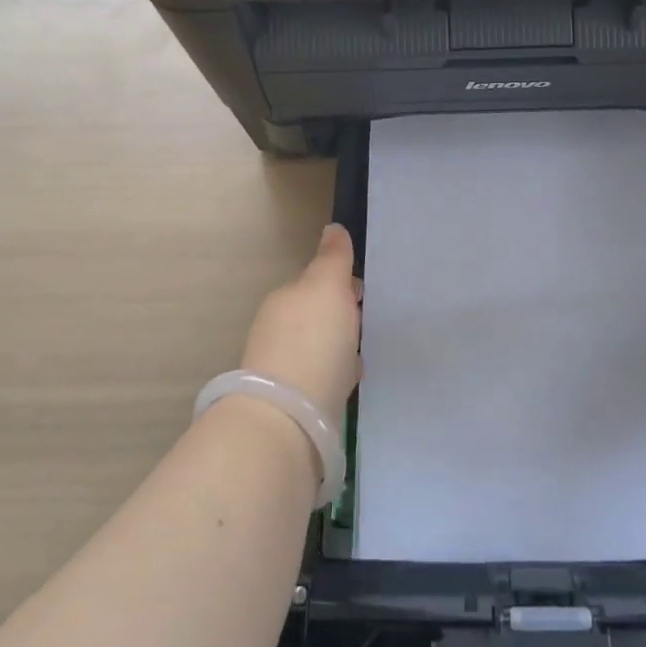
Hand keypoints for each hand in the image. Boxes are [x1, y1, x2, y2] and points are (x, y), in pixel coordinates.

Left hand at [241, 224, 362, 422]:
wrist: (289, 417)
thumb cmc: (313, 341)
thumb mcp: (328, 287)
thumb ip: (332, 257)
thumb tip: (333, 229)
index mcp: (286, 298)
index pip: (316, 282)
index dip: (343, 284)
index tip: (365, 294)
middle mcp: (278, 328)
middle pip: (317, 314)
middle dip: (340, 316)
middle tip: (368, 323)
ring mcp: (282, 366)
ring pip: (318, 345)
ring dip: (337, 346)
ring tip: (363, 353)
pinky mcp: (291, 400)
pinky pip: (320, 375)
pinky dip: (335, 373)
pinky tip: (349, 382)